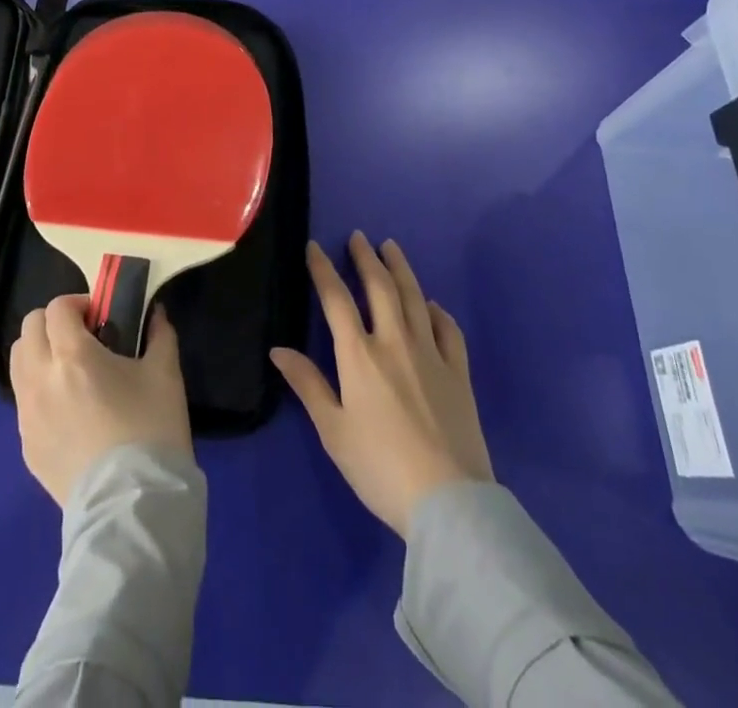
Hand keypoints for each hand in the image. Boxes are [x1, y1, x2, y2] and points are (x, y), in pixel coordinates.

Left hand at [10, 295, 193, 506]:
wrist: (132, 508)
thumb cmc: (151, 430)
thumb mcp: (165, 374)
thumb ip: (159, 334)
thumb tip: (156, 313)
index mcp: (72, 355)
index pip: (56, 308)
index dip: (77, 304)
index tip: (100, 317)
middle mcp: (40, 379)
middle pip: (28, 329)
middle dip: (54, 324)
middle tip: (84, 338)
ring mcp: (28, 415)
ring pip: (18, 363)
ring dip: (40, 353)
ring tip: (71, 370)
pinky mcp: (26, 447)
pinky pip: (24, 401)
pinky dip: (39, 389)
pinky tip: (69, 409)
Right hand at [272, 233, 492, 535]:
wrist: (448, 501)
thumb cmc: (380, 467)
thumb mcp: (333, 431)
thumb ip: (308, 385)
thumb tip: (278, 350)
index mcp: (359, 355)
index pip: (336, 299)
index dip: (323, 269)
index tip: (315, 247)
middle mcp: (395, 342)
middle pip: (380, 287)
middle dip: (366, 258)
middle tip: (359, 237)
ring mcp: (431, 354)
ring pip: (415, 299)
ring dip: (401, 270)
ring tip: (392, 248)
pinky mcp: (459, 373)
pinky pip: (449, 330)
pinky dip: (438, 311)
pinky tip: (432, 305)